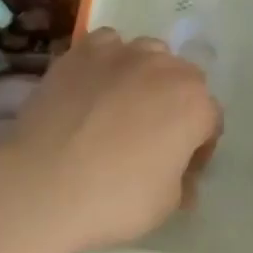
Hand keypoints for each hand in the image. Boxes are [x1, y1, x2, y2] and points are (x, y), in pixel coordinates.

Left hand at [0, 28, 220, 252]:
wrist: (42, 182)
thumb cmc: (113, 199)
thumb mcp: (164, 206)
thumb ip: (182, 182)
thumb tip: (182, 176)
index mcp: (194, 104)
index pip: (210, 119)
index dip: (198, 146)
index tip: (180, 168)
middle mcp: (165, 67)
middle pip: (184, 79)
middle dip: (176, 103)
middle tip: (152, 136)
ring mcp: (123, 52)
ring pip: (148, 54)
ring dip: (146, 76)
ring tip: (121, 106)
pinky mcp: (85, 49)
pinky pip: (108, 45)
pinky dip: (108, 60)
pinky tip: (93, 86)